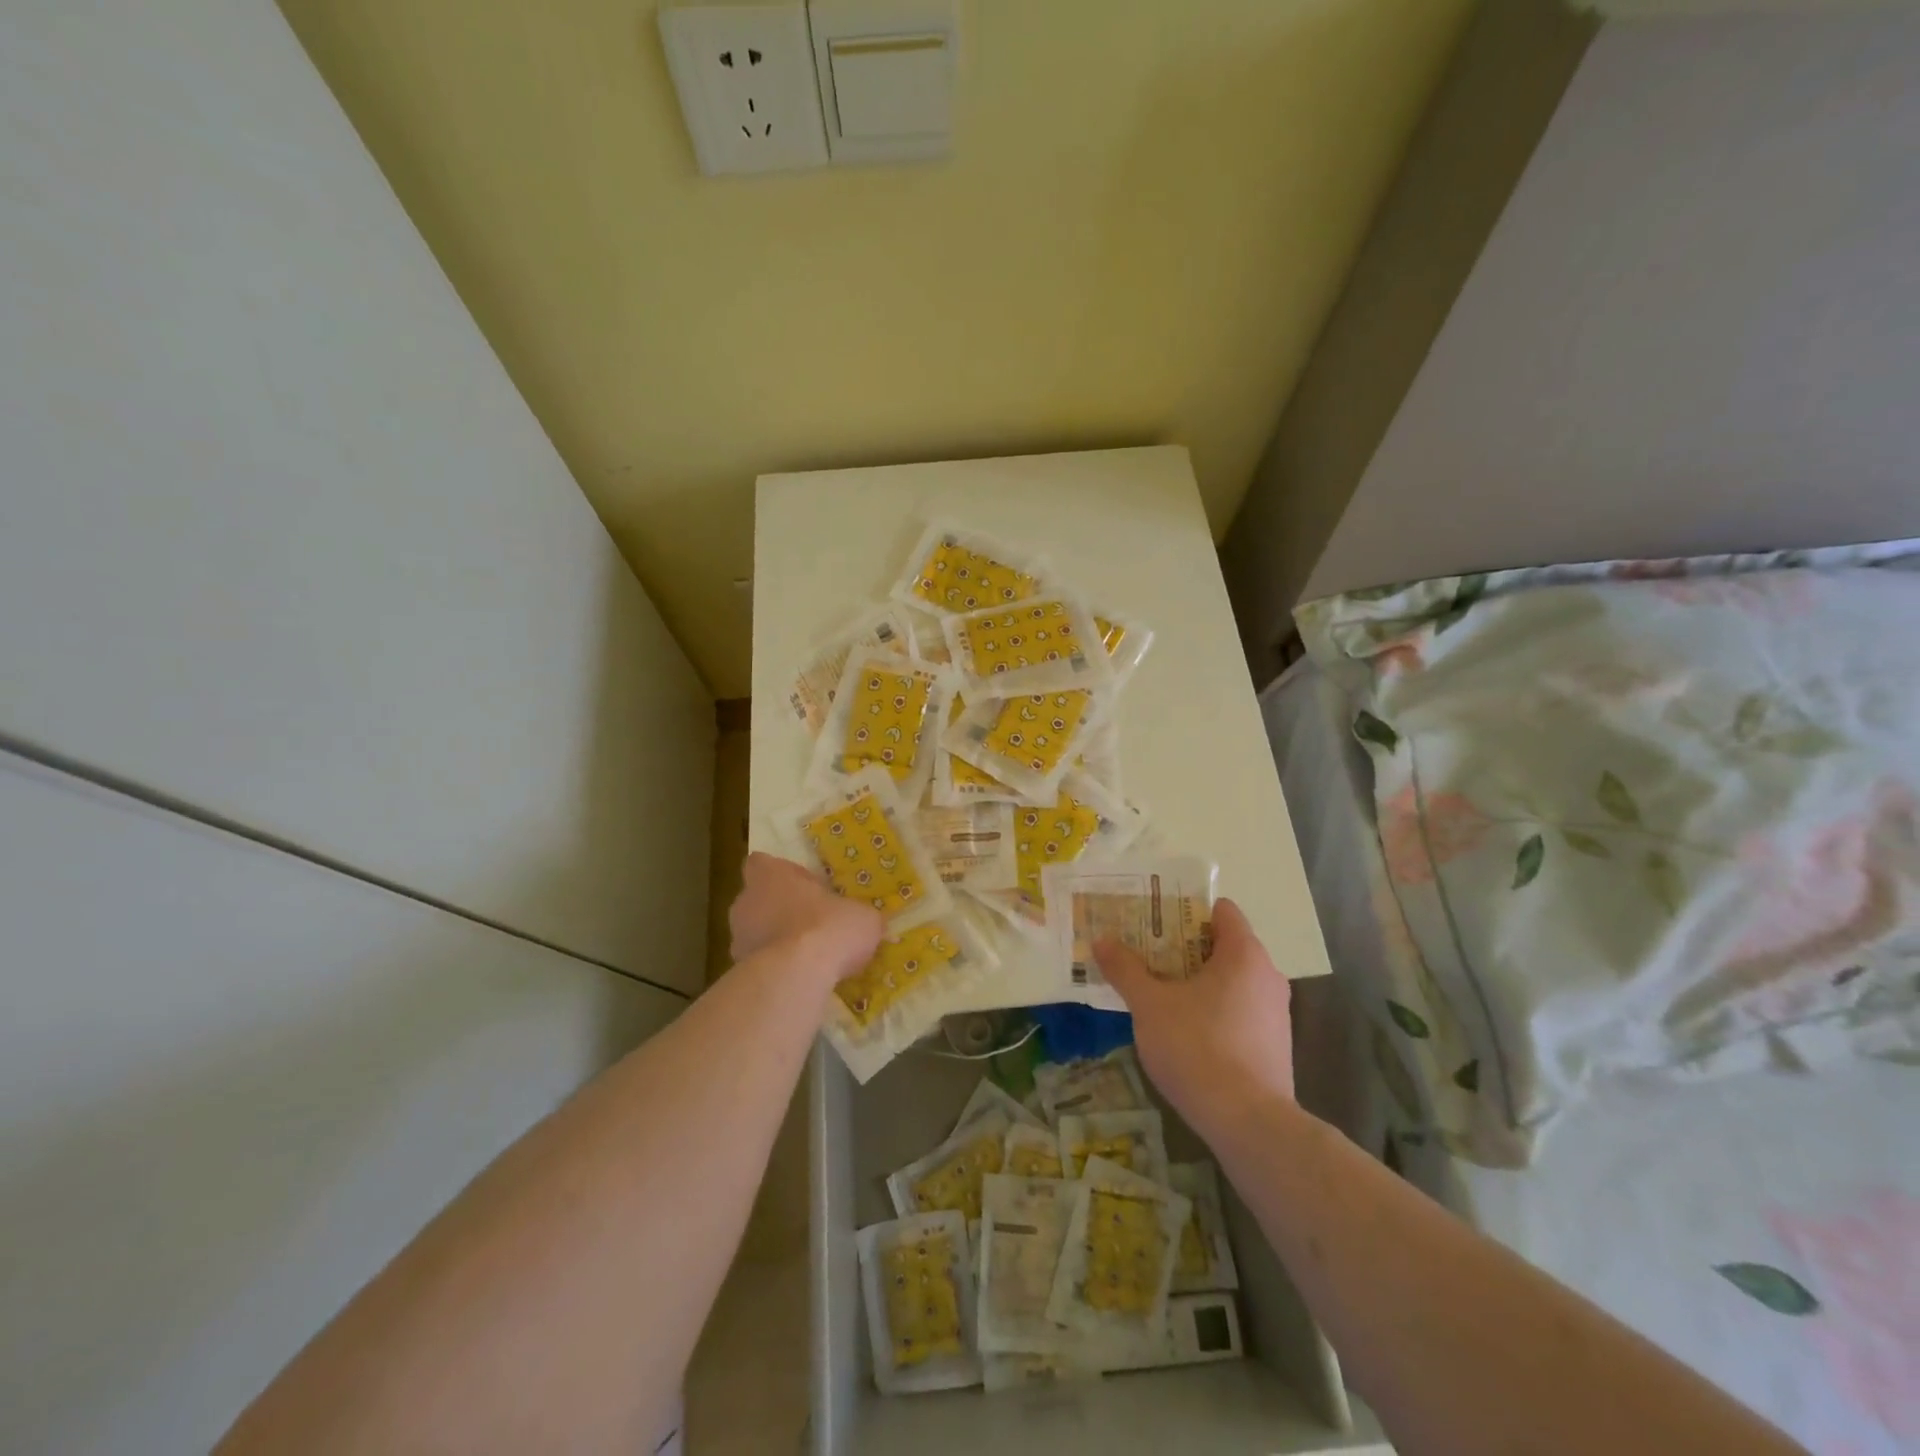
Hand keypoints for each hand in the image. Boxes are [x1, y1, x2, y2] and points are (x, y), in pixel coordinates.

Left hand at [729, 852, 883, 985]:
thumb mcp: (863, 917)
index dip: (780, 874)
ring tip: (806, 958)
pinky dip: (774, 969)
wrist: (796, 975)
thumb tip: (866, 922)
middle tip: (809, 923)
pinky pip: (758, 964)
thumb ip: (859, 915)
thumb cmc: (828, 927)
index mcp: (771, 875)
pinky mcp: (737, 970)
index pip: (761, 863)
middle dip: (778, 910)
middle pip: (757, 899)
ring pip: (754, 933)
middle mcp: (746, 901)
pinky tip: (798, 980)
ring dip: (774, 942)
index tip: (801, 886)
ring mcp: (737, 938)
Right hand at [1094, 898, 1293, 1136]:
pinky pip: (1239, 1011)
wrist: (1248, 1123)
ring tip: (1158, 991)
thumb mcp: (1149, 1005)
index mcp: (1244, 954)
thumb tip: (1102, 941)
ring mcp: (1276, 1014)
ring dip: (1197, 982)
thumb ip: (1125, 969)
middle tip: (1146, 954)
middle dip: (1184, 948)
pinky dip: (1213, 1011)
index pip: (1221, 911)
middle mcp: (1268, 976)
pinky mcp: (1274, 1047)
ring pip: (1231, 981)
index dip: (1185, 910)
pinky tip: (1183, 1031)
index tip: (1153, 920)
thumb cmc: (1197, 1047)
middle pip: (1223, 946)